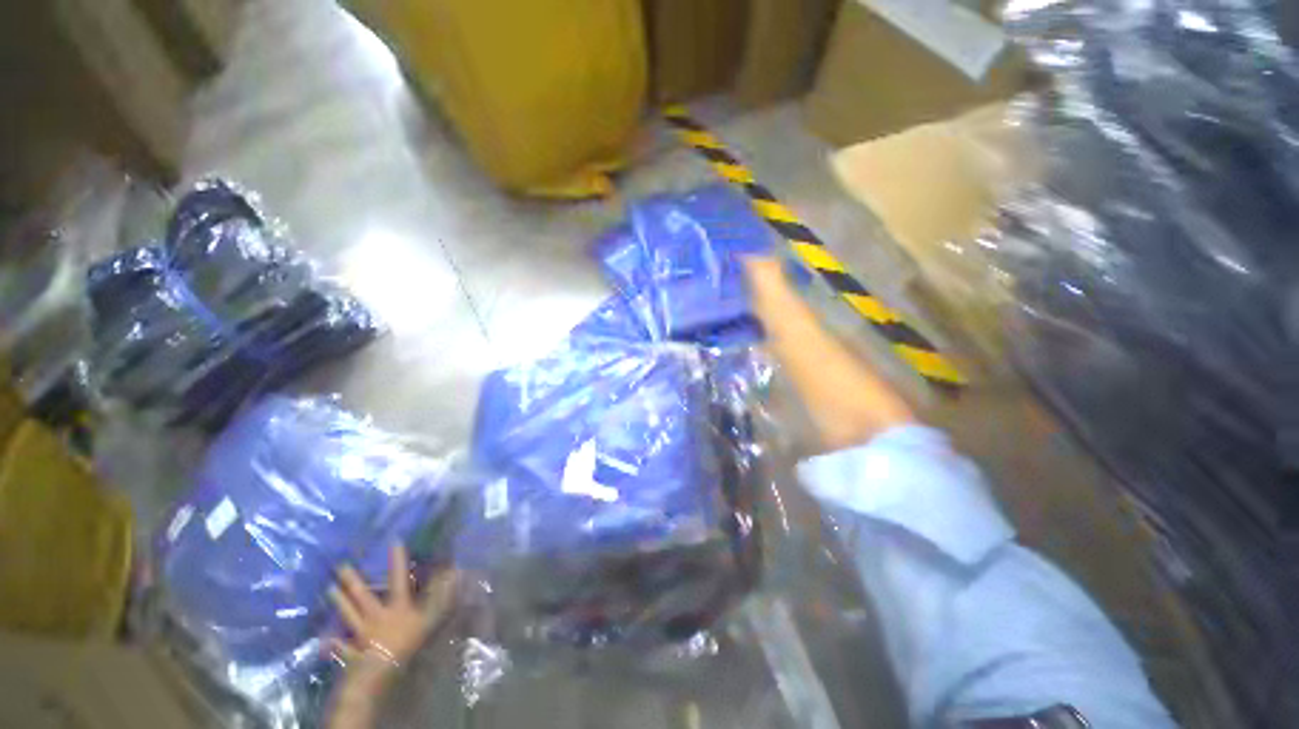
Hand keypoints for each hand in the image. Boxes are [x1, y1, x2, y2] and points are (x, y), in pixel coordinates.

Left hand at [329, 544, 456, 674]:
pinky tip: (325, 641)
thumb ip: (441, 597)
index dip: (397, 560)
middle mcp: (376, 616)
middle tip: (342, 566)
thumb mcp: (430, 619)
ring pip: (349, 615)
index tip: (394, 541)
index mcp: (396, 607)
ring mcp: (362, 634)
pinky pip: (342, 647)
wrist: (380, 672)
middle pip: (363, 596)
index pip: (398, 578)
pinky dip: (334, 644)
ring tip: (329, 589)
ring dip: (340, 602)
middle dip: (352, 581)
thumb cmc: (408, 643)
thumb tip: (453, 573)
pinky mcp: (353, 653)